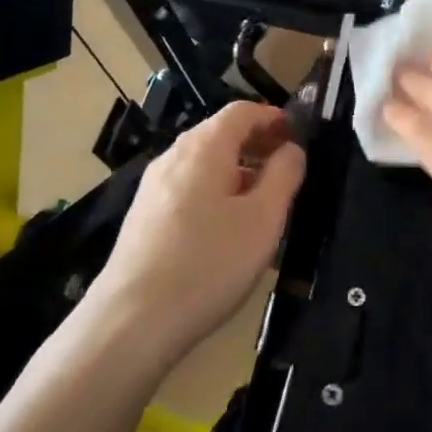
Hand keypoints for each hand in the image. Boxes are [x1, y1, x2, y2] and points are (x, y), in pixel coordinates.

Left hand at [89, 101, 305, 370]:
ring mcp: (153, 187)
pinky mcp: (143, 216)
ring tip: (263, 202)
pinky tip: (227, 229)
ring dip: (237, 171)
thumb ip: (284, 175)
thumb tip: (291, 149)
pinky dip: (215, 192)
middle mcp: (174, 156)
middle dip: (256, 144)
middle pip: (220, 134)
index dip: (273, 117)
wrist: (133, 320)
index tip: (298, 135)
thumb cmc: (209, 262)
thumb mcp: (263, 219)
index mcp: (204, 147)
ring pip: (203, 164)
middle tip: (287, 169)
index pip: (242, 111)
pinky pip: (188, 189)